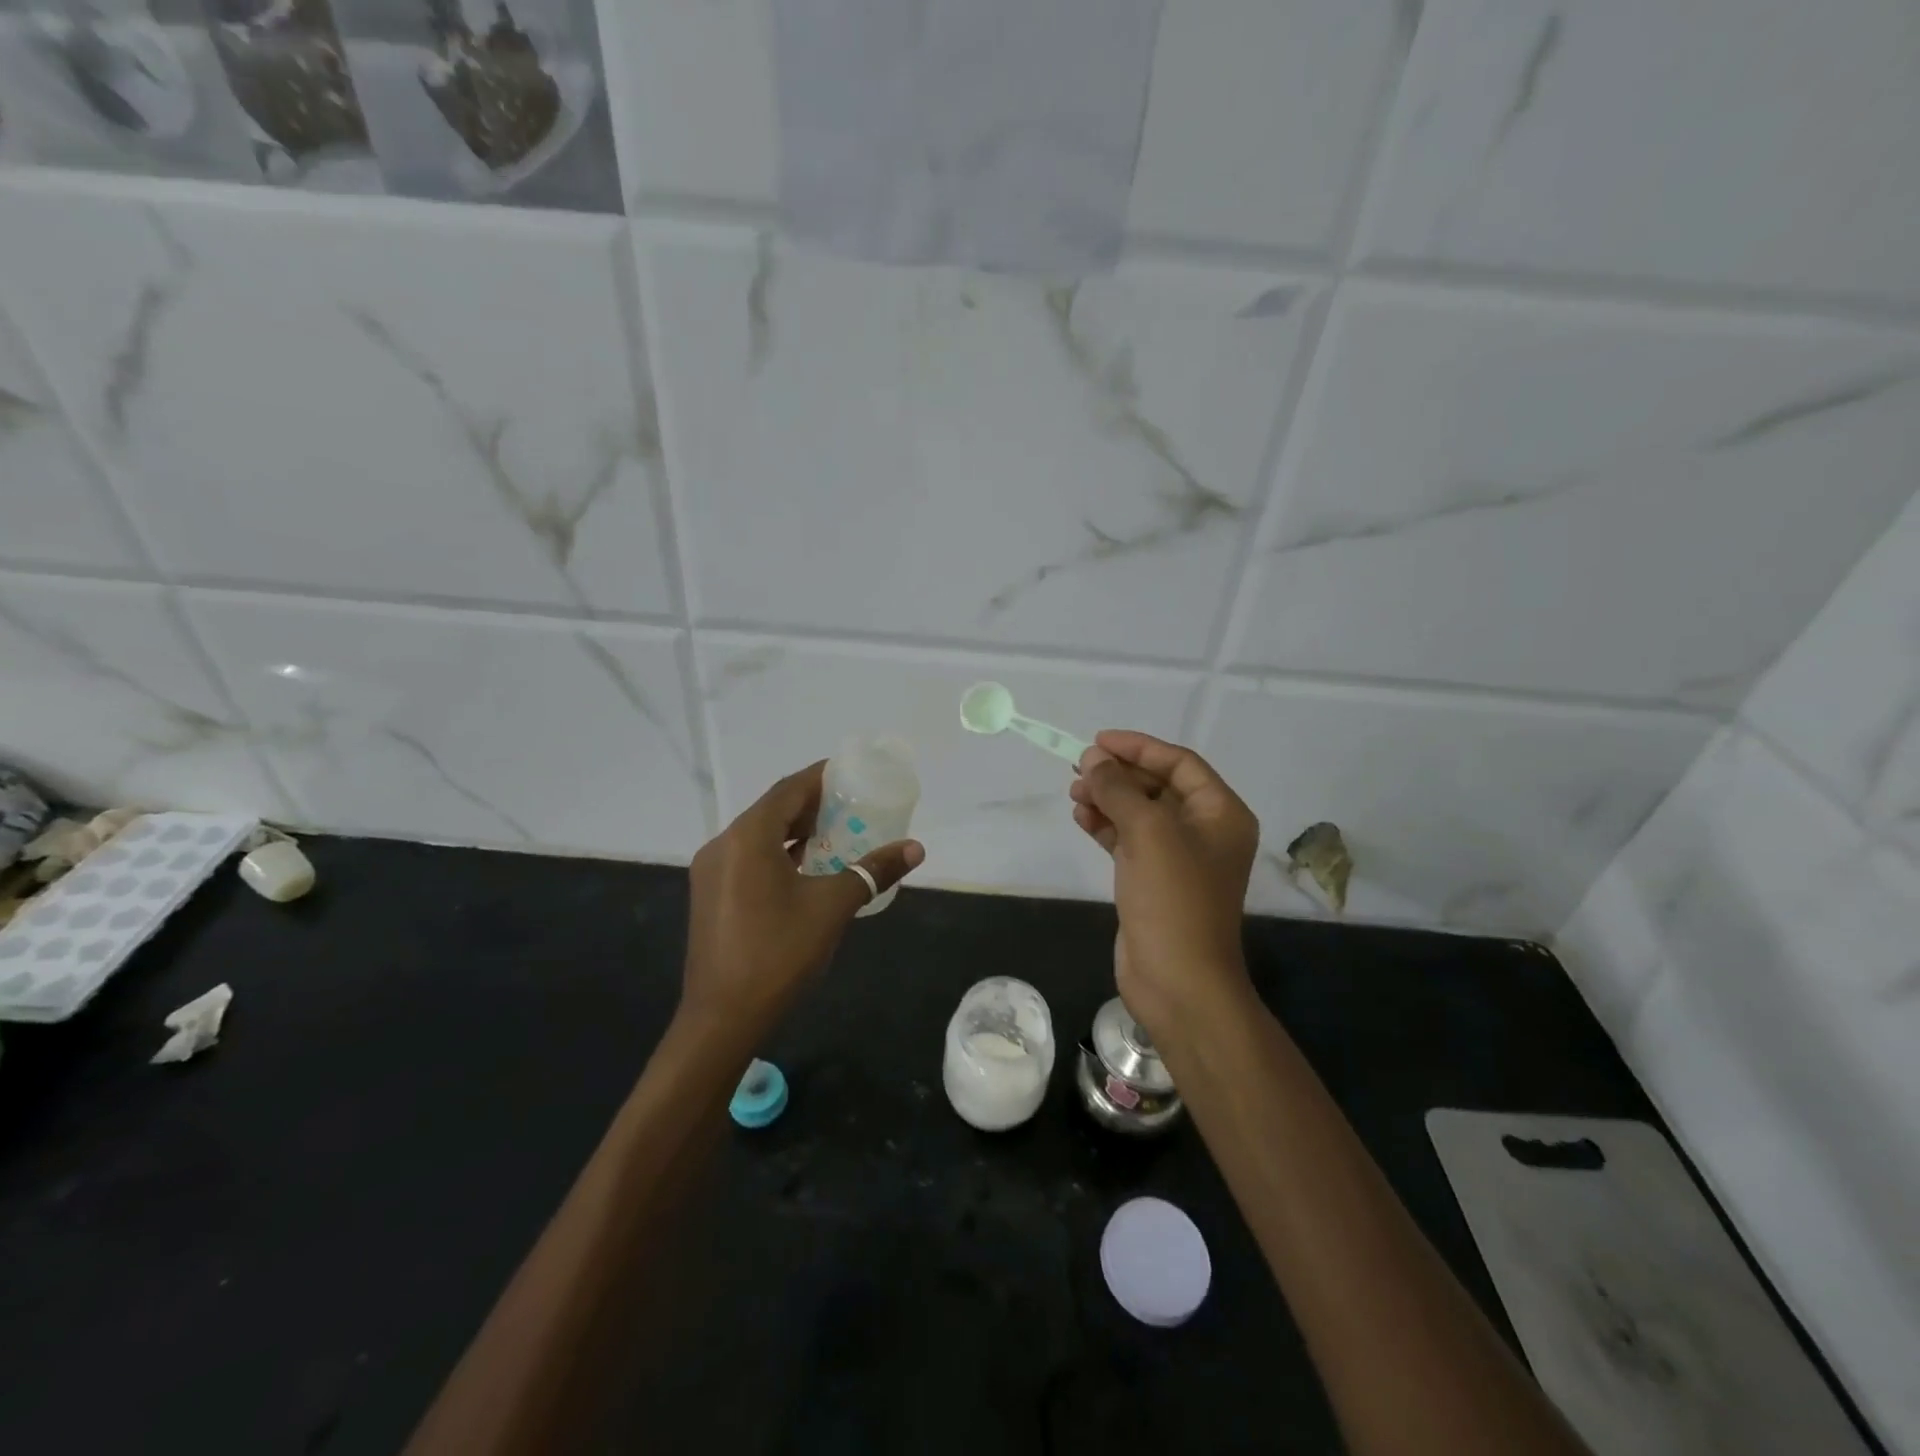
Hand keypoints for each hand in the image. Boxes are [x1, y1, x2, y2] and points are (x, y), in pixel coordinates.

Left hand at [682, 761, 924, 1036]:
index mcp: (748, 837)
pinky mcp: (710, 896)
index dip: (820, 777)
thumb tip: (915, 848)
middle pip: (771, 809)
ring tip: (835, 832)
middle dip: (811, 804)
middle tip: (851, 804)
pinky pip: (748, 858)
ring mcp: (711, 872)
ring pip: (758, 835)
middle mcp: (723, 845)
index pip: (788, 789)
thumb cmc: (779, 953)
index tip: (851, 773)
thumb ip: (873, 871)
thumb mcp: (833, 907)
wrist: (722, 1018)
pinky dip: (777, 853)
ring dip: (794, 830)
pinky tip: (806, 868)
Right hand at [1069, 731, 1258, 1043]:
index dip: (1139, 748)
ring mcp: (1178, 858)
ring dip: (1108, 799)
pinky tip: (1081, 818)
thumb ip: (1119, 789)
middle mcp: (1204, 830)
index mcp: (1221, 813)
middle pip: (1158, 786)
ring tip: (1074, 793)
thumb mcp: (1148, 832)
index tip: (1098, 741)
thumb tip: (1092, 760)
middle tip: (1078, 769)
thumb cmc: (1174, 899)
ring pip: (1139, 813)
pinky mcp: (1153, 880)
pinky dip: (1105, 826)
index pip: (1179, 763)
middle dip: (1119, 774)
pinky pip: (1128, 840)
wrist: (1178, 981)